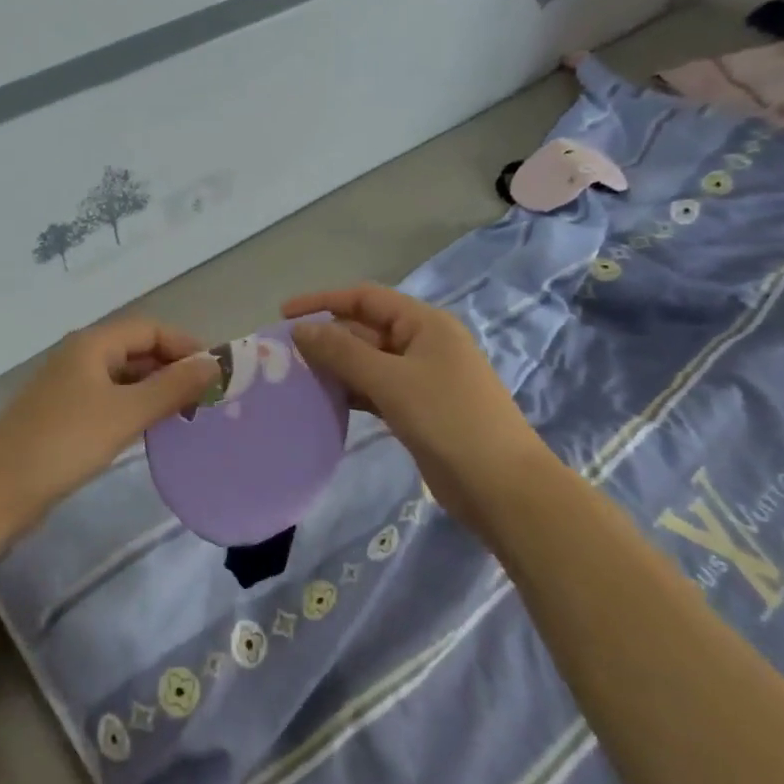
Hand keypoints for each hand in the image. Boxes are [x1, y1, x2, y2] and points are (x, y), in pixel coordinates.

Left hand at [0, 317, 218, 527]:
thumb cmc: (64, 443)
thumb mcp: (125, 412)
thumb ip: (172, 387)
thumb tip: (216, 364)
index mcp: (93, 344)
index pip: (150, 329)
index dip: (186, 344)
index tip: (218, 372)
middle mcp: (82, 357)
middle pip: (138, 350)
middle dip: (174, 368)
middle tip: (210, 396)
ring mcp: (71, 387)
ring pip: (126, 377)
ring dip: (157, 389)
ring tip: (190, 414)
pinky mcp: (66, 415)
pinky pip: (112, 400)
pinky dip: (137, 407)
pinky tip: (155, 428)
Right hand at [285, 284, 554, 528]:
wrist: (501, 485)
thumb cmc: (448, 420)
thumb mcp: (391, 380)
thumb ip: (343, 352)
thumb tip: (300, 329)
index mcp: (424, 324)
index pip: (365, 298)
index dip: (323, 301)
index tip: (283, 315)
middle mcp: (423, 343)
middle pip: (365, 329)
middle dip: (326, 338)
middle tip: (282, 356)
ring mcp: (422, 378)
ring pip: (368, 362)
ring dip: (335, 367)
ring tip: (295, 378)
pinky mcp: (418, 409)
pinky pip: (376, 390)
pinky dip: (351, 392)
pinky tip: (324, 402)